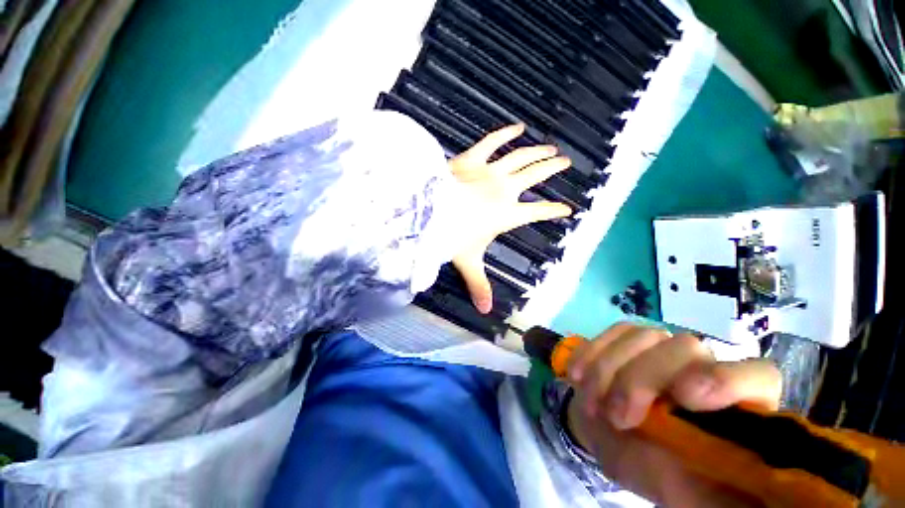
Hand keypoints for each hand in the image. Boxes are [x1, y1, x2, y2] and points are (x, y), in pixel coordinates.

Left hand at [449, 124, 572, 312]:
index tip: (568, 209)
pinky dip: (506, 132)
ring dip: (537, 151)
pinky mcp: (471, 159)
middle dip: (552, 169)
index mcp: (506, 215)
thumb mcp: (468, 262)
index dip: (554, 211)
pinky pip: (492, 141)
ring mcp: (489, 172)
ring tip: (550, 148)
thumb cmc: (450, 237)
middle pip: (535, 176)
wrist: (428, 213)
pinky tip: (518, 126)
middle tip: (565, 162)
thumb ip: (479, 285)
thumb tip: (486, 312)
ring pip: (521, 157)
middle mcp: (504, 190)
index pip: (537, 212)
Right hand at [565, 323, 781, 506]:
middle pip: (684, 348)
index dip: (726, 379)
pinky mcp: (629, 343)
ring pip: (641, 337)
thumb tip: (746, 494)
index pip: (757, 376)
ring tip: (592, 405)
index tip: (686, 399)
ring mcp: (663, 350)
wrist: (624, 446)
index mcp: (739, 408)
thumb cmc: (669, 480)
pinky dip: (590, 352)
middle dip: (641, 380)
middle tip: (617, 418)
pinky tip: (576, 376)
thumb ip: (725, 494)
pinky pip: (611, 333)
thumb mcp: (698, 499)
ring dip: (607, 370)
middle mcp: (704, 369)